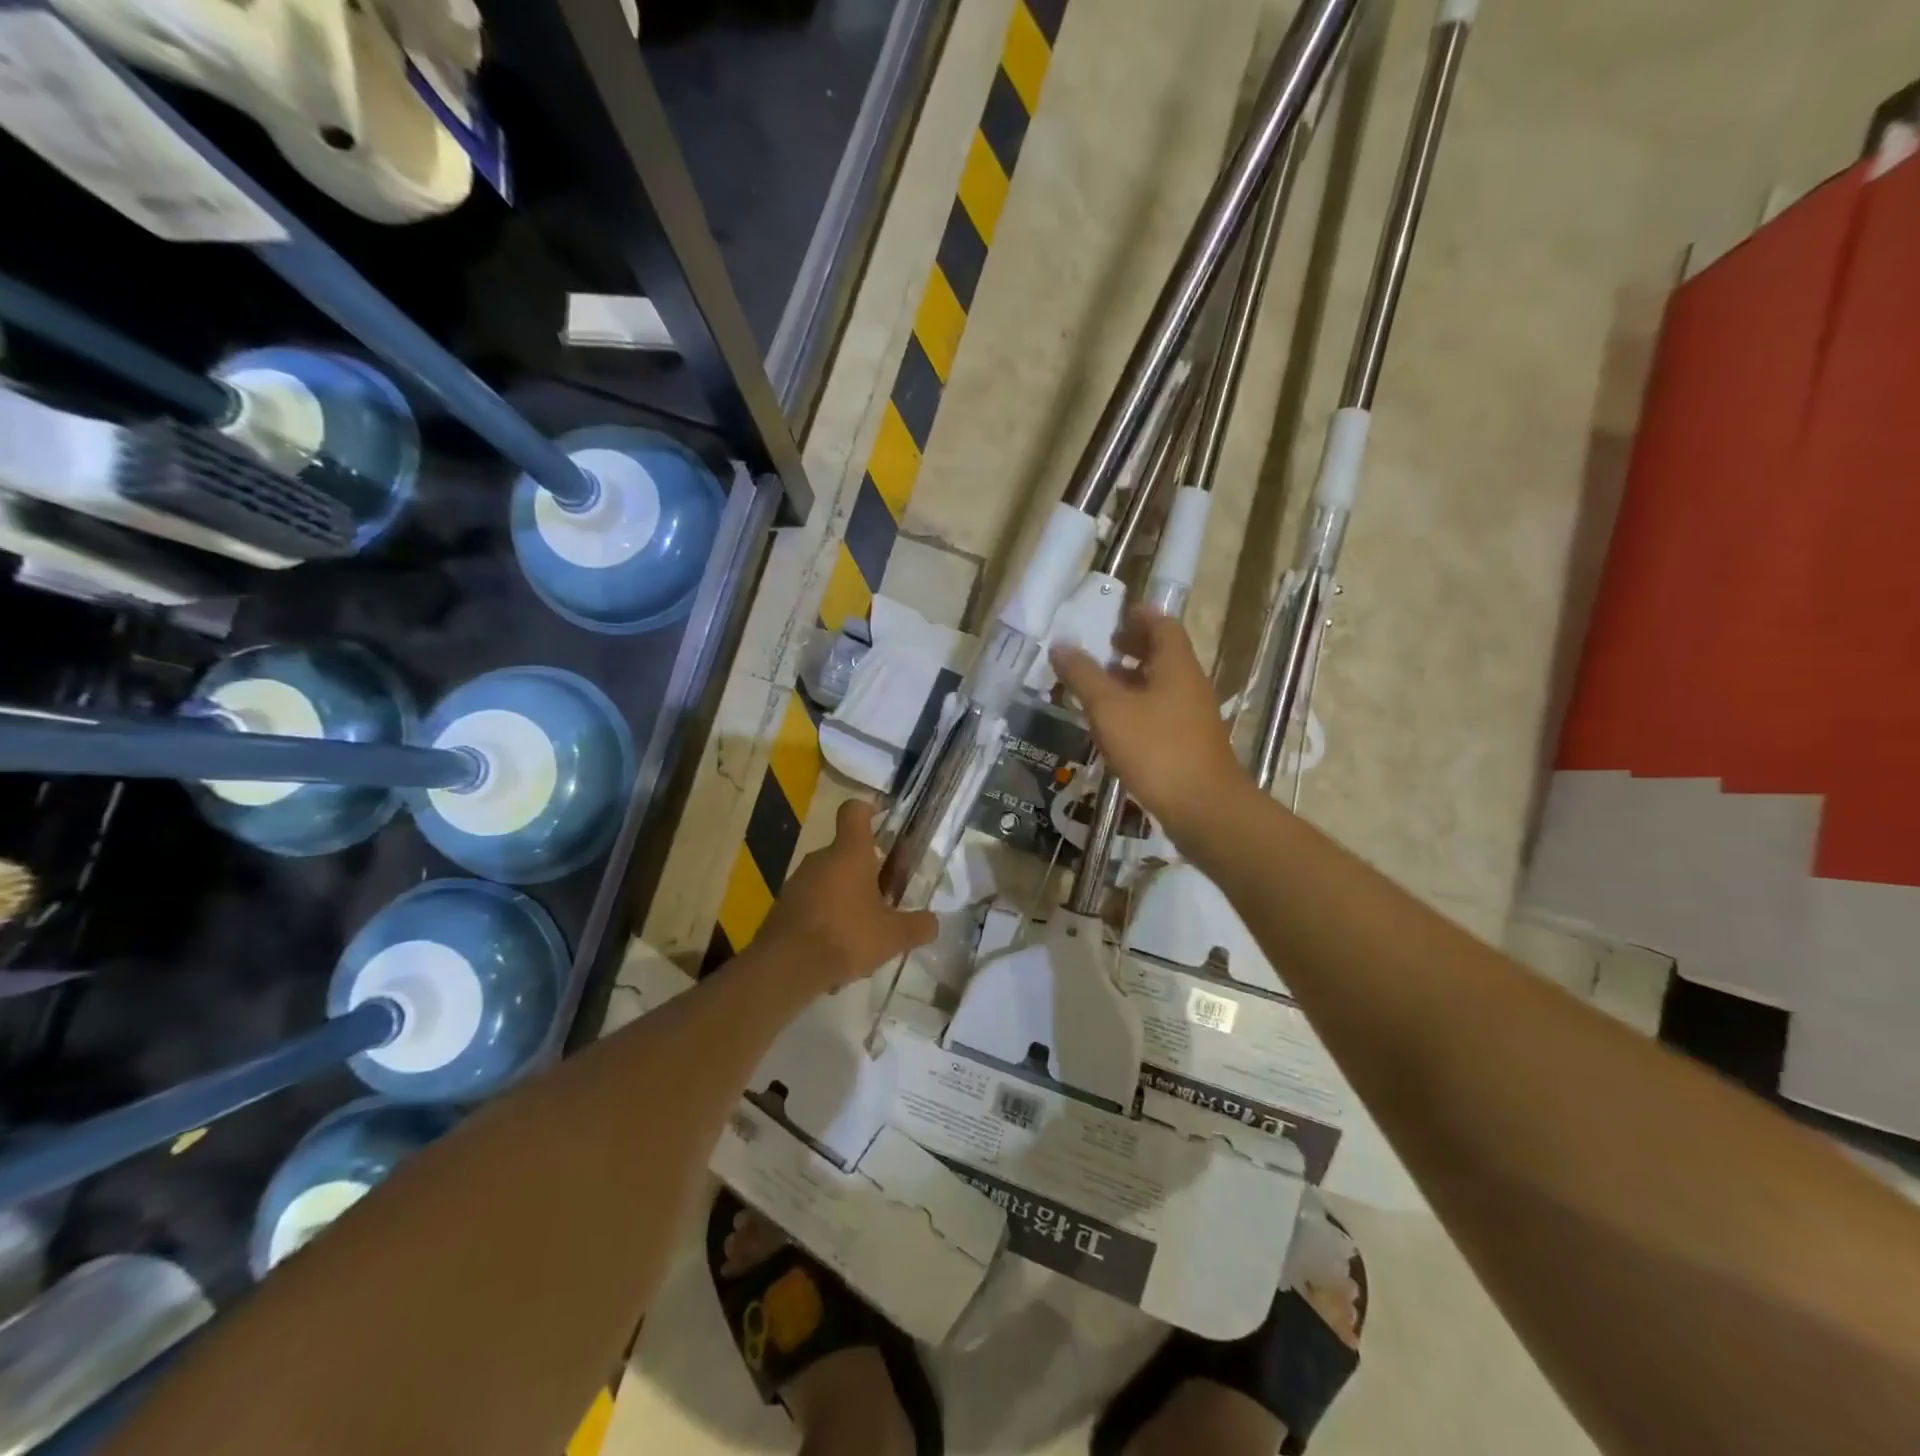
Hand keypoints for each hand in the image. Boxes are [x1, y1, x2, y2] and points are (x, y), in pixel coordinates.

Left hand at [758, 799, 938, 993]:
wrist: (785, 967)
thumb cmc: (846, 936)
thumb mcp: (894, 936)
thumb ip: (919, 926)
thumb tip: (933, 922)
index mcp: (850, 852)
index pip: (855, 811)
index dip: (870, 808)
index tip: (885, 819)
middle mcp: (821, 859)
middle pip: (848, 852)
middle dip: (869, 872)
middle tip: (888, 899)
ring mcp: (798, 882)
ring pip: (831, 881)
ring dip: (849, 899)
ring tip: (865, 935)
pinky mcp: (784, 907)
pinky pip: (814, 904)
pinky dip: (828, 920)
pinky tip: (838, 953)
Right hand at [1050, 606, 1248, 838]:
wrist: (1203, 807)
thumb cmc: (1156, 749)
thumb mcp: (1109, 709)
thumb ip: (1083, 676)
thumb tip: (1060, 645)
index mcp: (1175, 666)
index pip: (1162, 625)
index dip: (1139, 616)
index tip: (1115, 615)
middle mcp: (1189, 684)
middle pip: (1163, 654)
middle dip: (1133, 648)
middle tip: (1103, 648)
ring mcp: (1192, 716)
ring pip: (1161, 685)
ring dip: (1133, 680)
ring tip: (1100, 686)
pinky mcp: (1189, 743)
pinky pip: (1161, 712)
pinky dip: (1138, 707)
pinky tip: (1115, 726)